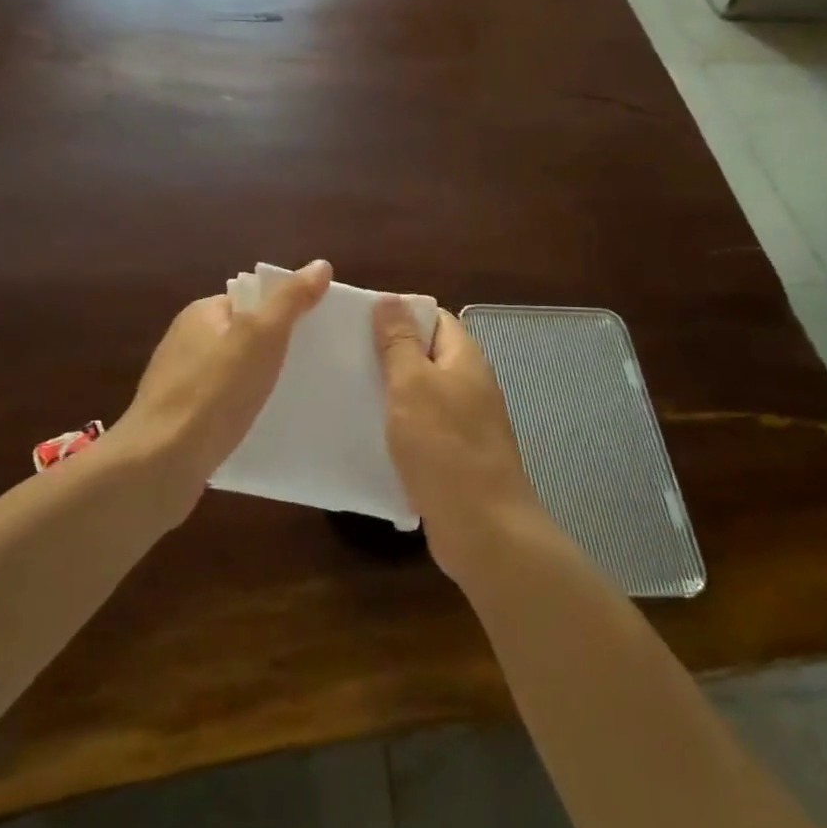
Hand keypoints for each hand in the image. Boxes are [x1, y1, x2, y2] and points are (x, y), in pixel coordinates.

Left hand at [117, 261, 332, 509]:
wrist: (159, 464)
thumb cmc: (214, 391)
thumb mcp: (262, 336)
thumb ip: (290, 300)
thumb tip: (320, 265)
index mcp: (201, 314)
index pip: (249, 301)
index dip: (282, 312)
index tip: (314, 332)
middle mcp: (185, 342)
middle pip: (241, 337)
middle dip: (273, 350)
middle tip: (310, 367)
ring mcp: (178, 382)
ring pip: (231, 373)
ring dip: (257, 383)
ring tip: (292, 398)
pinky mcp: (178, 420)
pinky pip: (220, 405)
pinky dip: (240, 410)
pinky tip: (260, 426)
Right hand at [373, 297, 550, 577]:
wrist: (483, 529)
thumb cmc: (444, 446)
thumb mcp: (413, 384)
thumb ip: (399, 342)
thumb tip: (390, 299)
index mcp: (464, 358)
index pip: (433, 318)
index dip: (399, 314)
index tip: (358, 321)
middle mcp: (468, 385)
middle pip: (425, 356)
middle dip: (387, 354)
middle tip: (343, 355)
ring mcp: (464, 423)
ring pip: (420, 395)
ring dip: (388, 393)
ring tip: (345, 391)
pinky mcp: (453, 457)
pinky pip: (420, 430)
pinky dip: (396, 428)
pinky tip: (366, 435)